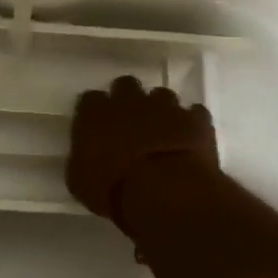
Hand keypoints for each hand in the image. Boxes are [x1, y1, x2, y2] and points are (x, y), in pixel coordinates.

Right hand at [67, 75, 218, 223]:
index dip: (95, 112)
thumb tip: (87, 157)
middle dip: (128, 100)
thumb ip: (83, 159)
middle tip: (131, 123)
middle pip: (126, 85)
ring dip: (161, 110)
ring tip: (163, 132)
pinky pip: (194, 113)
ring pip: (162, 95)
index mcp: (95, 113)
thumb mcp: (81, 181)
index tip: (98, 126)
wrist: (164, 192)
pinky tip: (190, 139)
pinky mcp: (195, 119)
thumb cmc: (113, 190)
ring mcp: (165, 106)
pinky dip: (191, 123)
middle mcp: (129, 100)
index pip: (90, 99)